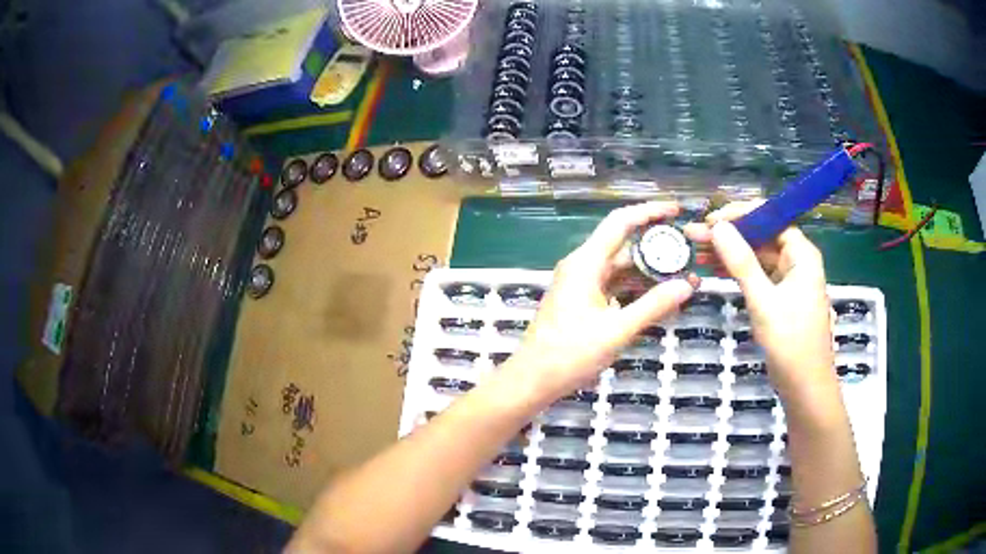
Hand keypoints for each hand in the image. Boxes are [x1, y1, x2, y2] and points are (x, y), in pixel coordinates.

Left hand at [506, 202, 697, 403]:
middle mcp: (582, 266)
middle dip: (656, 247)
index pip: (621, 222)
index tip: (675, 210)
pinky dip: (635, 290)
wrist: (533, 379)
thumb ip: (654, 306)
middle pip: (623, 245)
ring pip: (620, 269)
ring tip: (682, 277)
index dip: (649, 212)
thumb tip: (687, 284)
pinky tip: (659, 298)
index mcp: (586, 262)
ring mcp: (581, 284)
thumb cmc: (570, 353)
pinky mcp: (582, 302)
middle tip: (687, 252)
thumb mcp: (617, 330)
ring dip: (648, 272)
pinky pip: (614, 286)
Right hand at [684, 202, 835, 397]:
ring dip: (729, 253)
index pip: (771, 219)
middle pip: (761, 236)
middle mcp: (796, 261)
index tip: (711, 220)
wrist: (804, 387)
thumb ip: (742, 263)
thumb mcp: (764, 301)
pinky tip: (713, 270)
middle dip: (729, 235)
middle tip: (694, 235)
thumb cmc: (790, 343)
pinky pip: (756, 275)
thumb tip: (718, 228)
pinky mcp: (779, 297)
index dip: (741, 215)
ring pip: (756, 256)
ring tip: (696, 251)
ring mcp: (788, 280)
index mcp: (801, 254)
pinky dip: (737, 272)